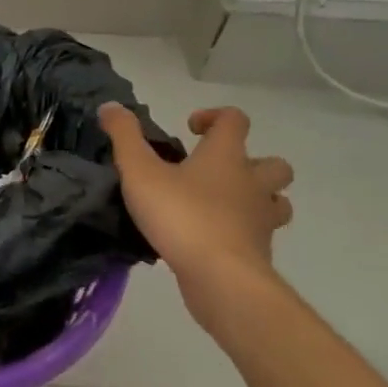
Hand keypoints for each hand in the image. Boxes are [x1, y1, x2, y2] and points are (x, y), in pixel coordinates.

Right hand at [98, 103, 293, 334]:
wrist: (222, 279)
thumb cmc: (181, 216)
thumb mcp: (139, 171)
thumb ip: (124, 136)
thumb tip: (111, 106)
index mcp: (226, 157)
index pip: (235, 120)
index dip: (215, 117)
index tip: (190, 129)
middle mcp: (252, 183)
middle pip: (274, 164)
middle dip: (250, 162)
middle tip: (215, 171)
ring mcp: (261, 220)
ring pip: (276, 202)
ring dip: (257, 198)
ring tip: (223, 204)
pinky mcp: (259, 253)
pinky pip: (259, 234)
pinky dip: (243, 231)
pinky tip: (213, 238)